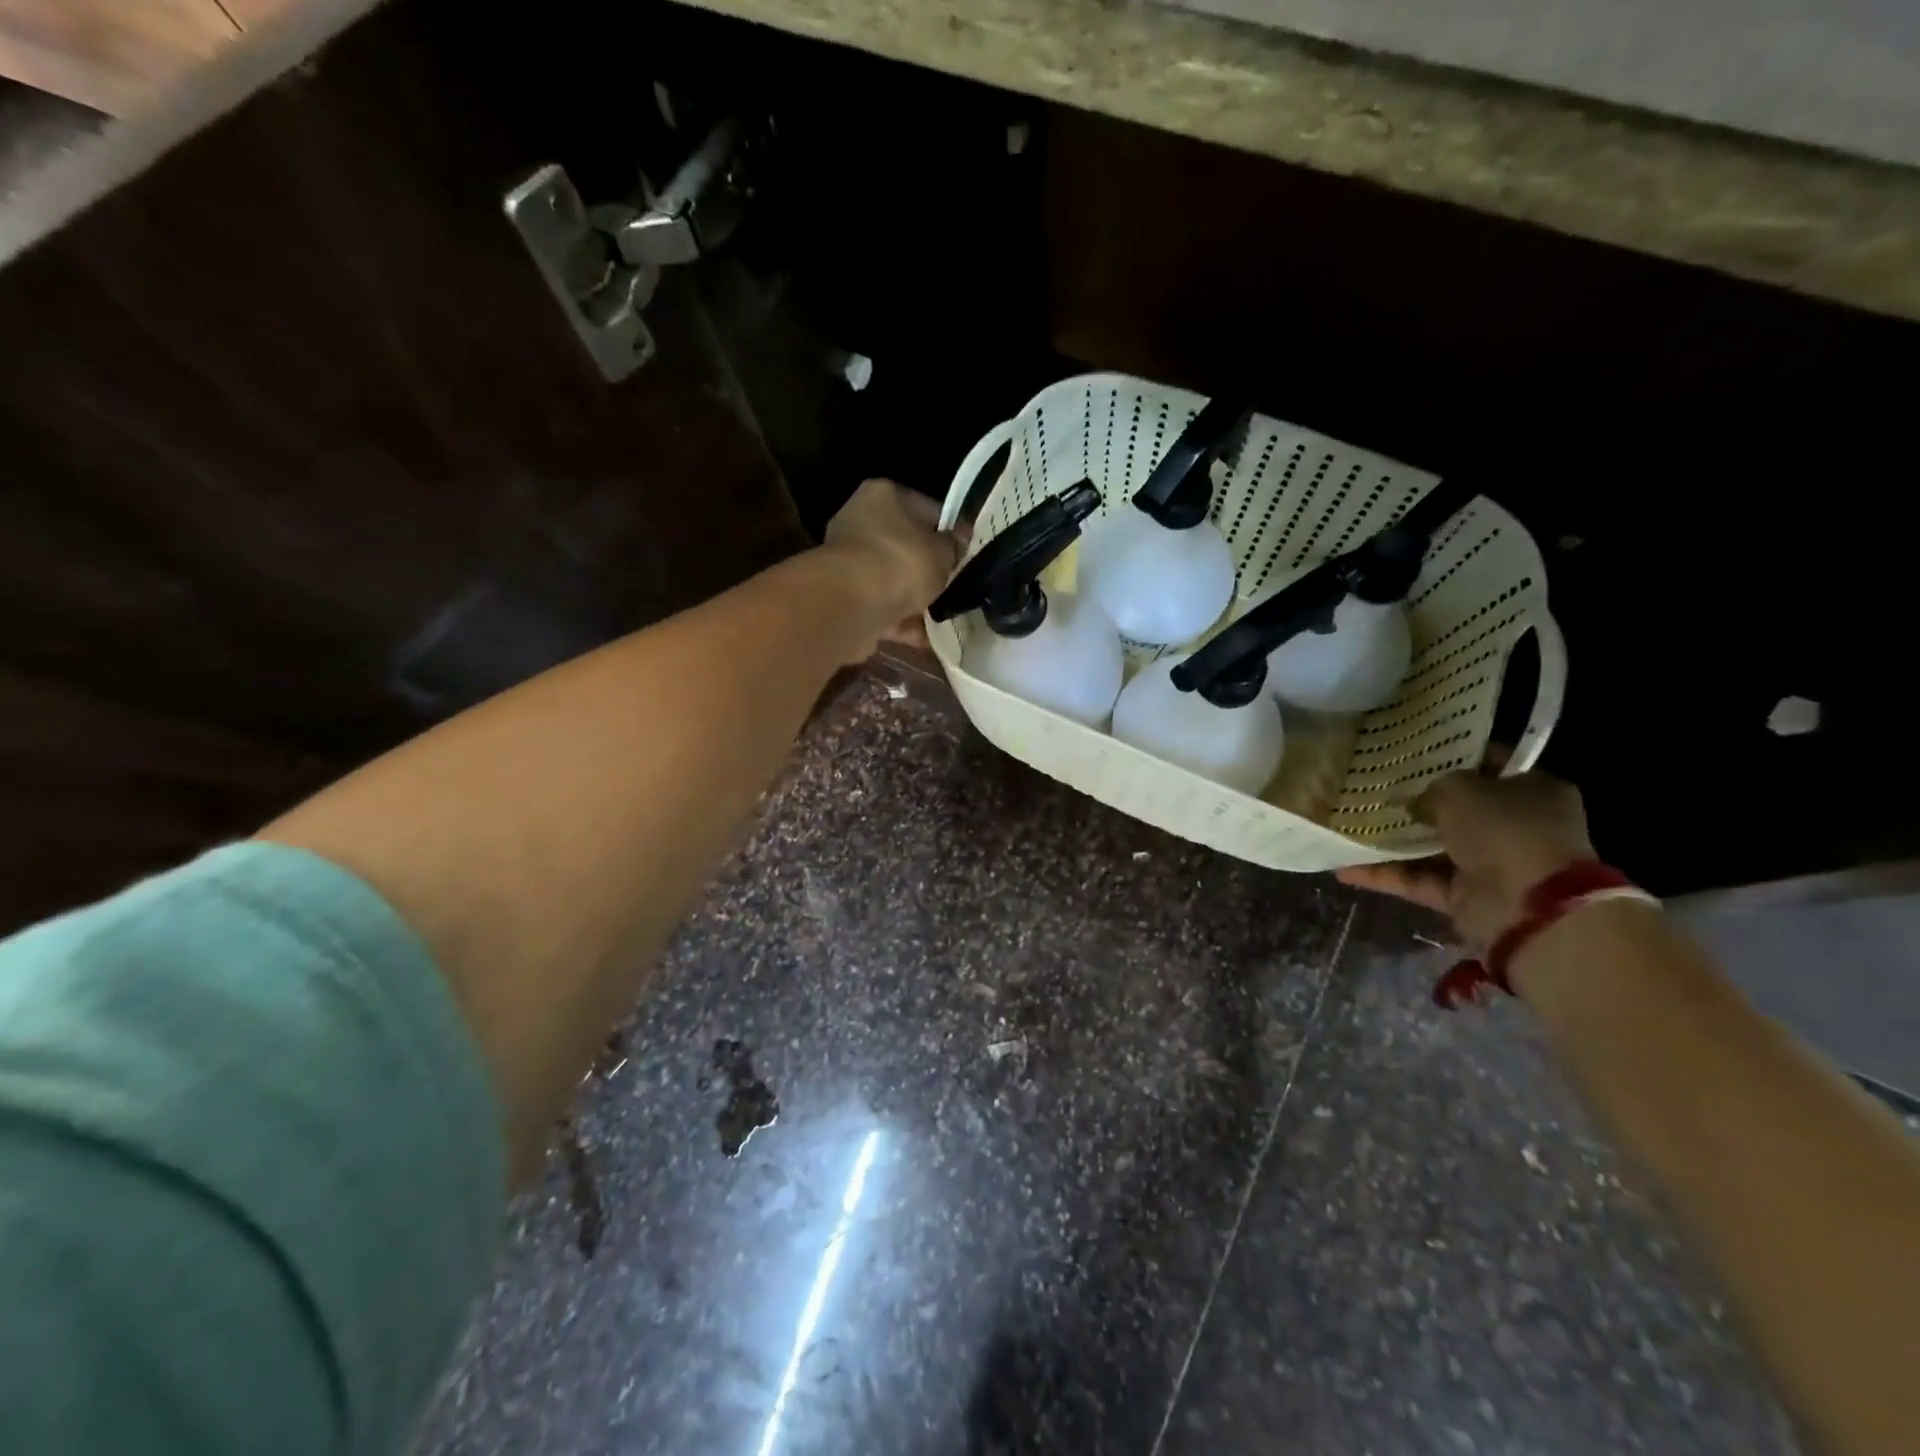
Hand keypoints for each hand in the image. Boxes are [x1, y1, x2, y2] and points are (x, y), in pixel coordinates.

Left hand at [822, 479, 965, 653]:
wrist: (852, 604)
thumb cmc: (902, 562)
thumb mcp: (943, 552)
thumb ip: (954, 547)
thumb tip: (959, 541)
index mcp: (884, 495)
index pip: (926, 509)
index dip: (948, 533)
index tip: (964, 555)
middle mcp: (860, 522)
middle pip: (905, 547)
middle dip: (928, 570)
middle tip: (954, 587)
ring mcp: (848, 562)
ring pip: (892, 581)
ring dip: (915, 600)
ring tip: (943, 617)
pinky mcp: (844, 598)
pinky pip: (882, 608)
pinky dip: (902, 622)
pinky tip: (926, 638)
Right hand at [1335, 755, 1594, 948]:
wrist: (1527, 906)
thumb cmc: (1504, 829)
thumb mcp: (1461, 789)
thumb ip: (1432, 788)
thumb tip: (1414, 804)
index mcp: (1531, 791)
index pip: (1489, 766)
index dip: (1452, 758)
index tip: (1411, 752)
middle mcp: (1514, 826)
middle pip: (1457, 809)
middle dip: (1416, 802)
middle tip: (1372, 787)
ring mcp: (1489, 864)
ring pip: (1432, 847)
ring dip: (1393, 840)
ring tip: (1348, 824)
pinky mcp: (1464, 897)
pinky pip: (1417, 880)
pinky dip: (1384, 875)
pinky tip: (1344, 866)